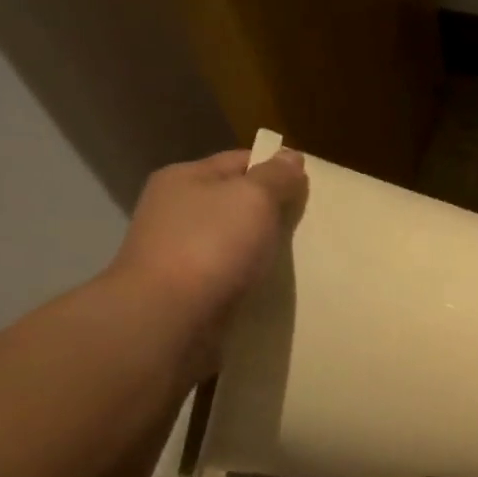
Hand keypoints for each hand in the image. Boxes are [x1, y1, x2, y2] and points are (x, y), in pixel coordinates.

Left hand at [104, 147, 307, 371]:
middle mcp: (175, 211)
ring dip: (258, 250)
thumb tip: (290, 157)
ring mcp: (177, 253)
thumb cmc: (211, 247)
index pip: (239, 161)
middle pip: (233, 203)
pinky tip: (269, 289)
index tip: (309, 188)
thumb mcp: (252, 199)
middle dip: (269, 213)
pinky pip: (226, 277)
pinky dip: (247, 280)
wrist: (168, 319)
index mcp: (185, 178)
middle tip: (309, 227)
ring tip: (296, 261)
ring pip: (230, 243)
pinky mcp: (185, 292)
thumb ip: (275, 177)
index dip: (275, 169)